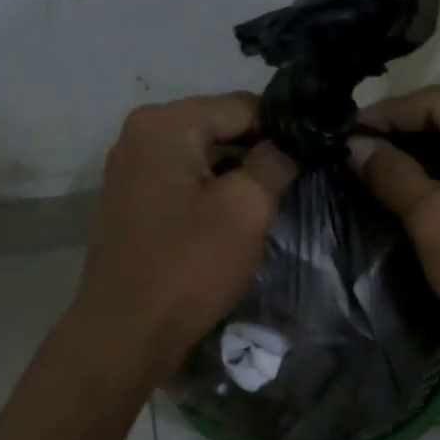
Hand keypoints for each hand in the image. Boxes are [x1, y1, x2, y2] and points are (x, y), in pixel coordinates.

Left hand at [73, 94, 299, 380]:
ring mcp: (130, 167)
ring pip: (202, 155)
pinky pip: (183, 179)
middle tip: (294, 184)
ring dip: (236, 175)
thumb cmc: (189, 266)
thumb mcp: (246, 209)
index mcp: (166, 124)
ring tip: (269, 203)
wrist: (125, 333)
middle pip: (219, 127)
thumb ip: (275, 162)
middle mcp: (140, 134)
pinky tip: (232, 220)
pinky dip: (210, 191)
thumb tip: (291, 141)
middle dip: (258, 152)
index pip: (243, 106)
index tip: (314, 155)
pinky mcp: (131, 199)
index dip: (283, 129)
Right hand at [352, 87, 439, 376]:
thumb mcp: (436, 218)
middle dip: (397, 135)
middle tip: (346, 148)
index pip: (438, 103)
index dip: (386, 115)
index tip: (340, 130)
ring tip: (360, 165)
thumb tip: (353, 145)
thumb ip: (393, 174)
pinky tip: (392, 186)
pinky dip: (429, 178)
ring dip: (410, 156)